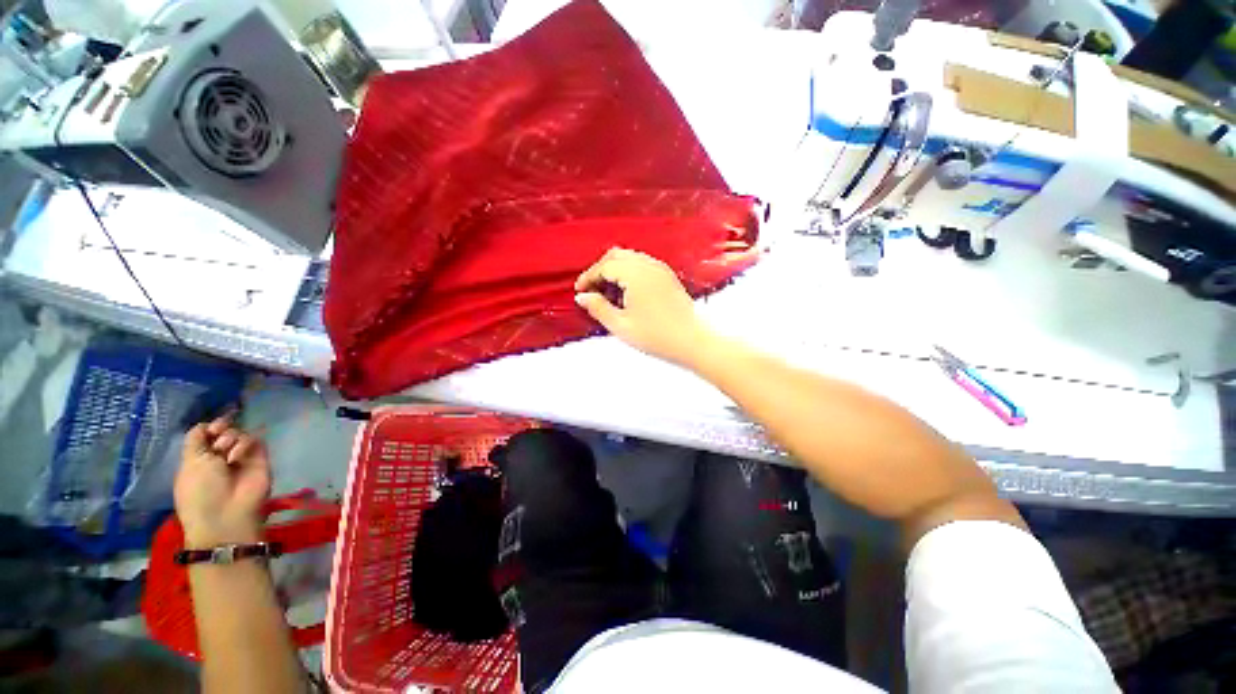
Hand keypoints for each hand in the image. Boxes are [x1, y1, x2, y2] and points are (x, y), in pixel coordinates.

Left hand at [174, 414, 271, 547]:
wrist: (226, 512)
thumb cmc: (199, 491)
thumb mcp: (189, 464)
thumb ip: (195, 440)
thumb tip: (206, 423)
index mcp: (200, 458)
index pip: (207, 433)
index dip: (208, 427)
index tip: (209, 429)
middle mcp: (221, 455)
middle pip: (225, 430)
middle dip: (220, 430)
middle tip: (218, 440)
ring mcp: (242, 457)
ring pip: (240, 433)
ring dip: (231, 439)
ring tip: (227, 457)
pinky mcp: (261, 458)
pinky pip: (256, 440)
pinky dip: (245, 444)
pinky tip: (237, 457)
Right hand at [574, 248, 713, 366]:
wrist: (692, 341)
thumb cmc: (656, 336)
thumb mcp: (621, 325)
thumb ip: (598, 308)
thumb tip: (582, 297)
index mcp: (635, 274)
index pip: (605, 266)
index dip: (588, 277)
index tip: (579, 291)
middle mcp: (649, 265)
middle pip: (616, 256)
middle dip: (600, 270)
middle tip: (592, 290)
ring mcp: (661, 269)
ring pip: (630, 258)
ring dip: (615, 270)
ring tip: (609, 294)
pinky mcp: (668, 276)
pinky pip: (643, 265)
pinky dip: (629, 273)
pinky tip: (627, 293)